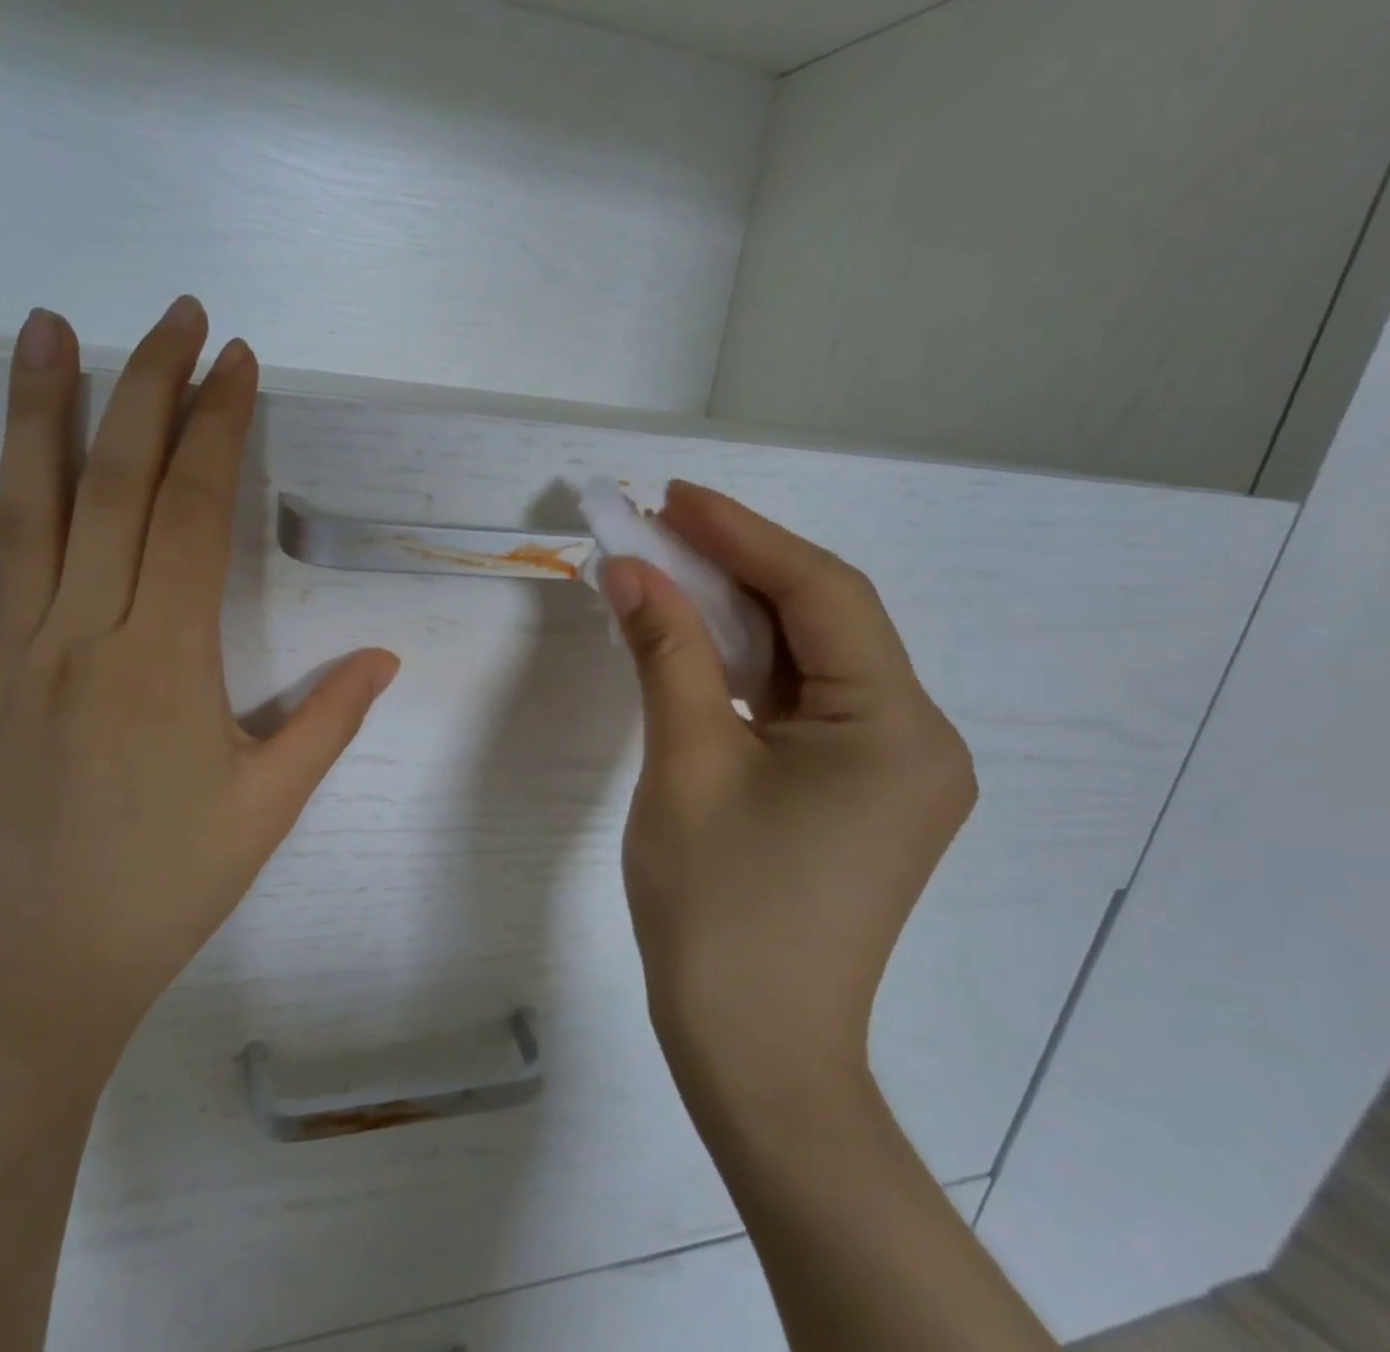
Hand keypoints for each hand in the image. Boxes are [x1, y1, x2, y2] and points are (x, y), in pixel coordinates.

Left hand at [0, 298, 398, 1092]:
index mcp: (162, 658)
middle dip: (148, 389)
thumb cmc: (166, 891)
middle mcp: (81, 635)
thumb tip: (382, 657)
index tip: (236, 362)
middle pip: (113, 485)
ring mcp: (11, 660)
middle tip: (173, 315)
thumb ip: (328, 721)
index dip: (217, 428)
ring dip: (36, 414)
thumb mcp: (269, 806)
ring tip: (46, 329)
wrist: (34, 980)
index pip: (190, 511)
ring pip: (21, 515)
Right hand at [599, 482, 975, 1106]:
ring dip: (737, 614)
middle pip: (822, 620)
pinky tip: (694, 642)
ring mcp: (889, 770)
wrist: (752, 1049)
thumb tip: (629, 568)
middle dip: (737, 567)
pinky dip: (745, 666)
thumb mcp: (685, 761)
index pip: (822, 593)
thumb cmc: (719, 908)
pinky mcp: (854, 793)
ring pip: (808, 660)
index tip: (673, 496)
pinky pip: (800, 702)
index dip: (743, 534)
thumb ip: (665, 650)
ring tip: (667, 571)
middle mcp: (914, 738)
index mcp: (895, 728)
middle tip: (660, 526)